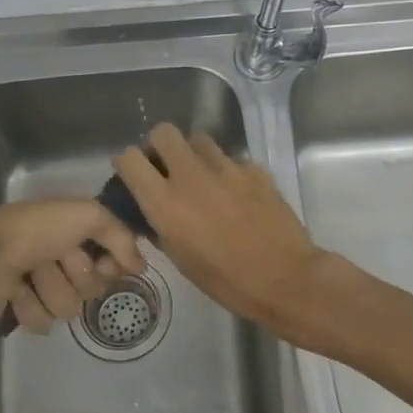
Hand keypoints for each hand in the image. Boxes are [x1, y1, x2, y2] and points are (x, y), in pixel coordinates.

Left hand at [0, 199, 145, 333]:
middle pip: (93, 288)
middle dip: (75, 276)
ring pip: (69, 309)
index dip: (111, 264)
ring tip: (28, 275)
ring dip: (49, 291)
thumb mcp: (87, 215)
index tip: (105, 262)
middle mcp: (62, 256)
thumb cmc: (34, 230)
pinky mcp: (21, 308)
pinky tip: (14, 292)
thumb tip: (140, 267)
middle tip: (54, 260)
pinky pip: (43, 323)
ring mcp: (41, 284)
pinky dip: (28, 306)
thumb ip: (121, 236)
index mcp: (76, 231)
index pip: (114, 260)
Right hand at [113, 123, 326, 332]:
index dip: (127, 164)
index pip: (129, 158)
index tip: (134, 176)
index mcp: (164, 201)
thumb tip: (153, 213)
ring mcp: (226, 168)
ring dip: (194, 156)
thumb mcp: (180, 258)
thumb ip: (160, 226)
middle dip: (160, 146)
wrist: (285, 279)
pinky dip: (227, 173)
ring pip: (199, 141)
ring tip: (203, 180)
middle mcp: (190, 175)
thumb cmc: (225, 280)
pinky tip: (237, 196)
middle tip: (167, 169)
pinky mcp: (254, 169)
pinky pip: (231, 160)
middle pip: (163, 132)